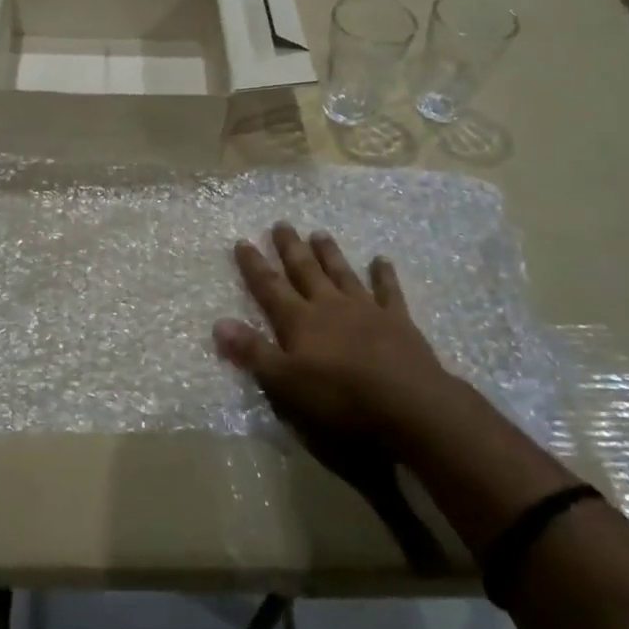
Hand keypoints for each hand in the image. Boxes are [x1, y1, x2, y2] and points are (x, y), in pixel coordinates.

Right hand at [214, 223, 448, 445]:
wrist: (409, 404)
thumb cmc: (341, 399)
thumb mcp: (286, 383)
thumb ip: (253, 352)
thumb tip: (218, 323)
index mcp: (300, 321)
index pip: (270, 287)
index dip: (254, 265)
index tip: (242, 241)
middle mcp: (329, 306)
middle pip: (305, 271)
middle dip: (290, 248)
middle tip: (281, 224)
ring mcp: (366, 310)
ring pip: (342, 273)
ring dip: (329, 254)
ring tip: (319, 233)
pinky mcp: (398, 321)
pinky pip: (388, 291)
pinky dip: (384, 275)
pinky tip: (382, 260)